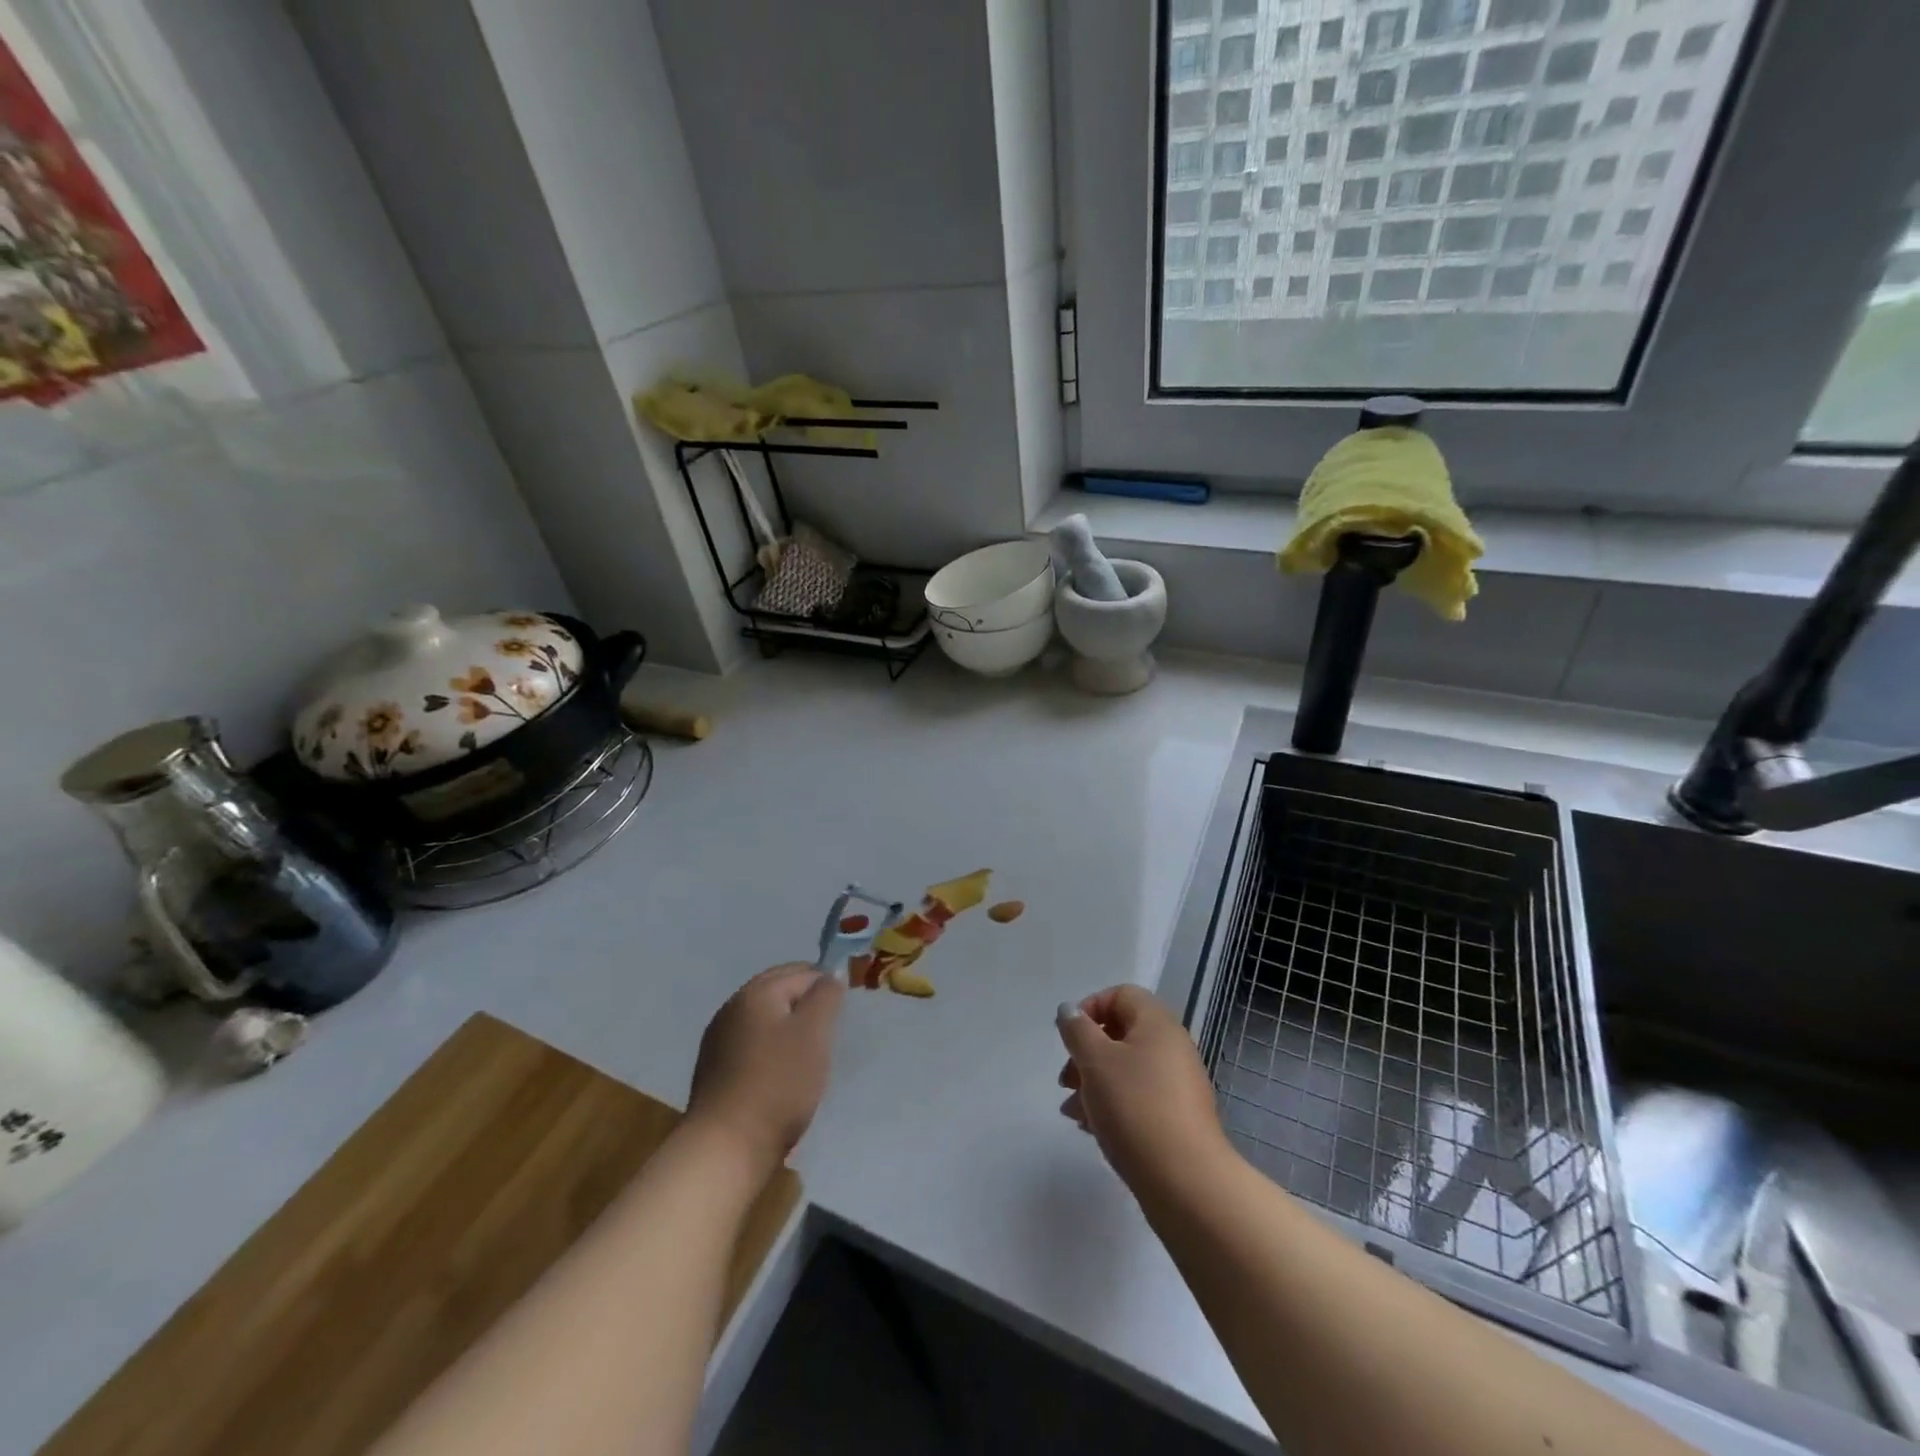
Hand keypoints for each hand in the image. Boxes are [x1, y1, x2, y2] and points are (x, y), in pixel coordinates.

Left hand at [689, 964, 843, 1169]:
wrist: (726, 1147)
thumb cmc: (779, 1082)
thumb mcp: (814, 1032)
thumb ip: (826, 995)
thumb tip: (831, 974)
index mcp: (756, 991)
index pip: (802, 972)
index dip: (827, 985)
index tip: (845, 1011)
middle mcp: (732, 1007)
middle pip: (778, 990)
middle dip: (806, 1001)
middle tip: (832, 1027)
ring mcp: (719, 1039)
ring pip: (764, 1018)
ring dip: (788, 1025)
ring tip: (810, 1051)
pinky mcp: (714, 1070)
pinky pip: (751, 1044)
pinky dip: (771, 1048)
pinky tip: (782, 1071)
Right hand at [1056, 985, 1231, 1199]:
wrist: (1186, 1182)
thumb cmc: (1136, 1107)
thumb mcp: (1095, 1061)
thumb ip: (1077, 1030)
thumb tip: (1070, 1011)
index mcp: (1157, 1024)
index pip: (1121, 995)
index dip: (1090, 1008)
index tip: (1070, 1038)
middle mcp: (1172, 1048)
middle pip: (1121, 1034)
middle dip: (1086, 1053)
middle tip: (1066, 1080)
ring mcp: (1178, 1086)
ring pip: (1126, 1070)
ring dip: (1094, 1084)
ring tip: (1072, 1113)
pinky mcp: (1177, 1120)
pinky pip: (1138, 1099)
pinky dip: (1113, 1106)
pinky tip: (1092, 1130)